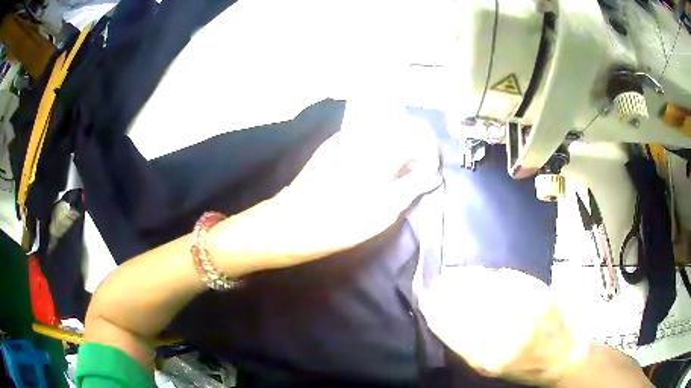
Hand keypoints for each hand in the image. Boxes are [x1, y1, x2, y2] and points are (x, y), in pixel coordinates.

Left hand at [209, 105, 440, 271]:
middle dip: (416, 146)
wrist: (288, 224)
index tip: (428, 174)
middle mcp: (361, 135)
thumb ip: (410, 189)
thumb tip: (431, 176)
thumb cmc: (336, 225)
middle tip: (415, 174)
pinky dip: (381, 146)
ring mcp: (345, 137)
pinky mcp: (333, 144)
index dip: (429, 152)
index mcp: (377, 151)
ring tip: (398, 173)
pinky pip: (366, 134)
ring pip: (384, 127)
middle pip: (401, 124)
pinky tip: (377, 168)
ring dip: (398, 145)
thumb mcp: (381, 214)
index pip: (416, 133)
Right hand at [419, 267, 588, 385]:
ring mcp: (526, 308)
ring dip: (465, 279)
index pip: (453, 328)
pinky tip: (480, 274)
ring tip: (452, 276)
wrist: (562, 355)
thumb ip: (465, 346)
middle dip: (447, 291)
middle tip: (436, 283)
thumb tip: (441, 317)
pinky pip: (505, 278)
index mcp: (490, 357)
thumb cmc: (522, 367)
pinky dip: (488, 275)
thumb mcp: (488, 368)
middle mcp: (508, 332)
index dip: (436, 309)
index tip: (425, 298)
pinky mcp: (539, 291)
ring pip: (486, 287)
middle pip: (468, 304)